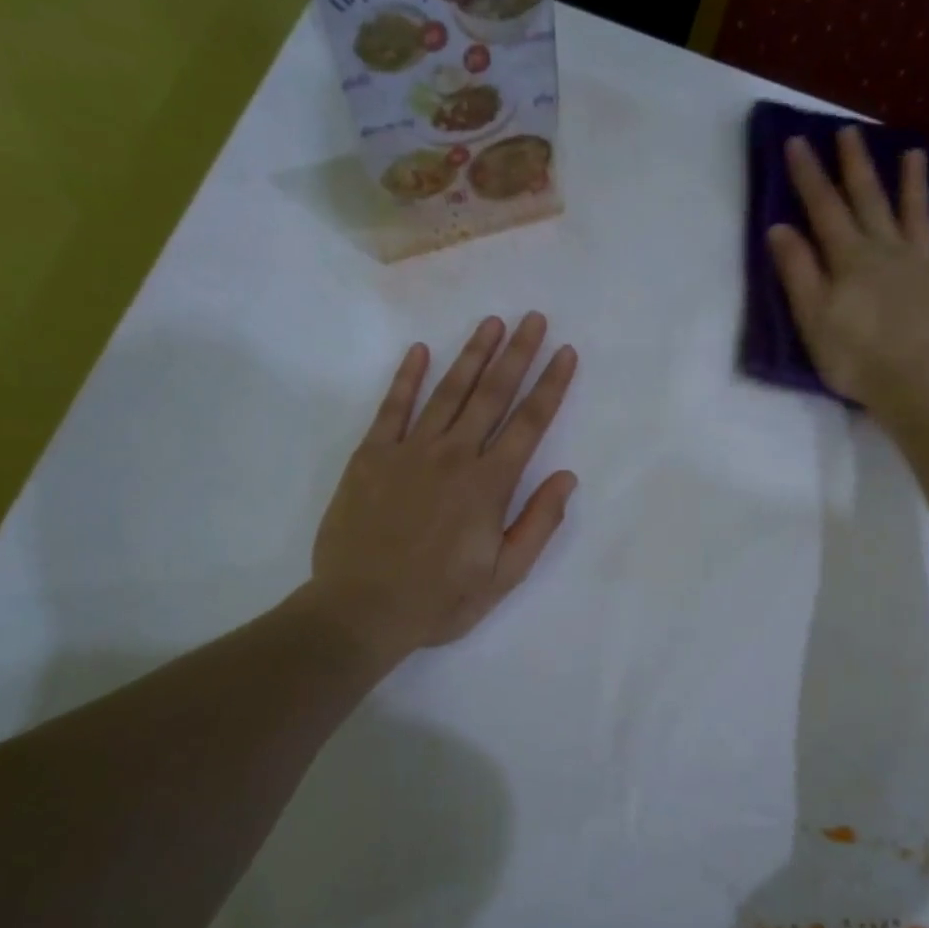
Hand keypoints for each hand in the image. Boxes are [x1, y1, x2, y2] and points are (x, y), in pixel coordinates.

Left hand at [308, 313, 578, 663]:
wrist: (362, 609)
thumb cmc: (440, 599)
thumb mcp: (504, 575)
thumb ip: (538, 524)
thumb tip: (566, 477)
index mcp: (489, 485)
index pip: (529, 424)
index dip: (550, 386)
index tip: (565, 352)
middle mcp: (453, 456)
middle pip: (492, 395)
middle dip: (517, 354)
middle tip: (532, 318)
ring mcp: (409, 451)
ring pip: (448, 392)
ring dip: (472, 355)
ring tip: (491, 323)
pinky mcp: (371, 456)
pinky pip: (392, 408)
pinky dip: (407, 378)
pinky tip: (420, 352)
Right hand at [766, 127, 928, 413]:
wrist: (918, 386)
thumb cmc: (855, 358)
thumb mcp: (813, 319)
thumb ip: (798, 272)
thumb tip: (780, 228)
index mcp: (851, 259)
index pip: (825, 209)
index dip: (810, 176)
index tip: (798, 142)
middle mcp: (889, 251)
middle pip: (871, 201)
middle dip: (856, 166)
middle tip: (850, 131)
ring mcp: (926, 267)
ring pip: (918, 216)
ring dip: (914, 184)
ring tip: (913, 153)